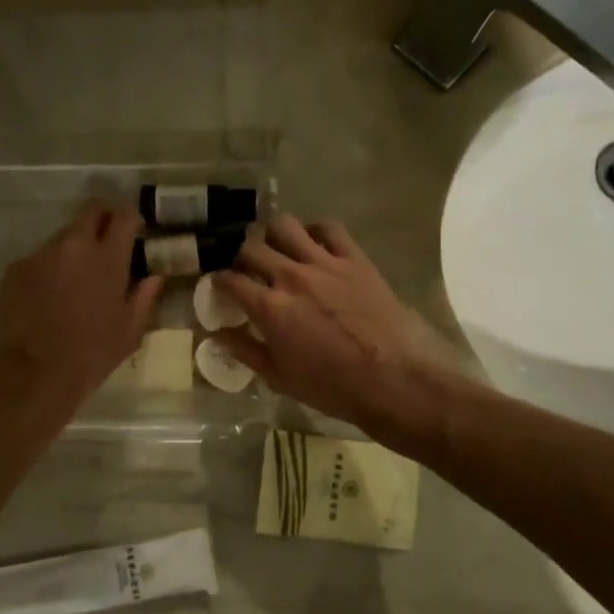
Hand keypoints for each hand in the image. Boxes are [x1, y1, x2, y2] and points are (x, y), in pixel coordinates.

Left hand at [0, 198, 163, 411]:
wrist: (33, 373)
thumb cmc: (91, 355)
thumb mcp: (129, 331)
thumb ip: (143, 297)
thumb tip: (153, 276)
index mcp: (108, 258)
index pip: (123, 215)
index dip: (130, 216)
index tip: (132, 227)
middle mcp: (73, 245)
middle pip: (90, 211)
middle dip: (101, 219)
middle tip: (105, 243)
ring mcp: (40, 254)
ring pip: (62, 237)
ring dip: (72, 250)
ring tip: (73, 281)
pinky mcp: (15, 269)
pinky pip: (38, 260)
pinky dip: (47, 270)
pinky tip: (47, 298)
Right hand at [215, 215, 455, 446]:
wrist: (394, 378)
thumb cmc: (333, 387)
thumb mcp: (280, 378)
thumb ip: (246, 352)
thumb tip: (219, 336)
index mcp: (269, 308)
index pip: (230, 280)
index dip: (218, 280)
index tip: (219, 284)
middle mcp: (291, 277)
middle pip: (251, 246)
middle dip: (239, 253)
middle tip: (244, 265)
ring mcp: (324, 263)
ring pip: (285, 226)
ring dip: (272, 234)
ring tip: (276, 247)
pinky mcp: (355, 259)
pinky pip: (329, 228)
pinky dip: (315, 231)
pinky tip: (313, 244)